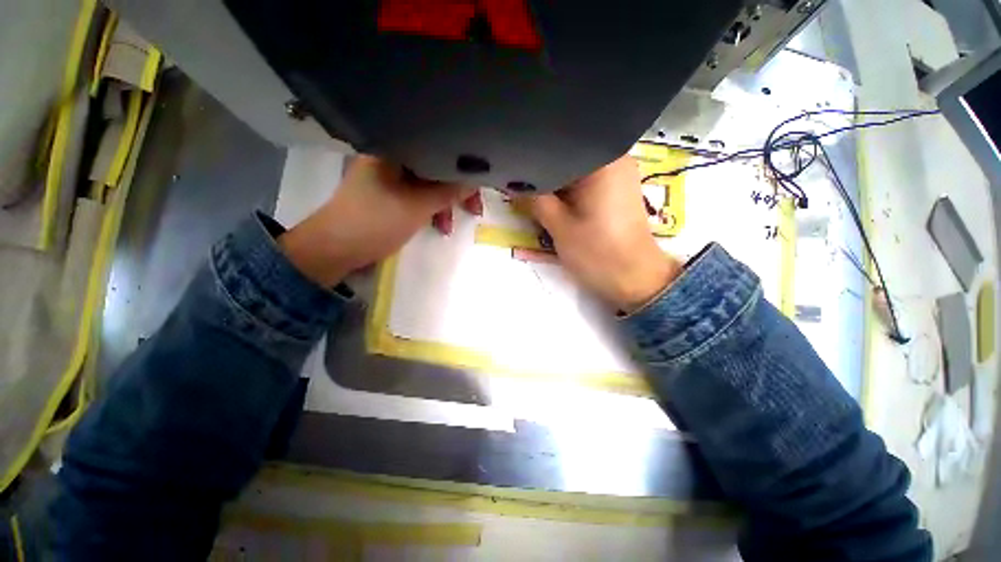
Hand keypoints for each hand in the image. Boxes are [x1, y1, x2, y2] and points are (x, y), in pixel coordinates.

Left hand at [279, 155, 465, 285]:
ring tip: (449, 227)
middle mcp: (392, 157)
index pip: (438, 151)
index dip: (461, 170)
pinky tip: (438, 225)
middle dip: (455, 192)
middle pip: (435, 169)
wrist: (335, 248)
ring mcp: (389, 177)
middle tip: (473, 210)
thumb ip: (448, 192)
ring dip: (443, 205)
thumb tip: (475, 180)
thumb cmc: (375, 222)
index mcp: (394, 149)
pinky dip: (429, 209)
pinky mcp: (389, 194)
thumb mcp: (417, 207)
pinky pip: (417, 196)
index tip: (478, 188)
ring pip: (428, 185)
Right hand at [520, 156, 682, 311]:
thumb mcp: (558, 226)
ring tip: (536, 195)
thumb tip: (513, 183)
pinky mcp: (618, 191)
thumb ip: (534, 200)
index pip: (559, 148)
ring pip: (576, 171)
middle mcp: (615, 159)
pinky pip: (587, 182)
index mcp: (602, 160)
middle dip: (545, 173)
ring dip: (557, 184)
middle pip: (568, 157)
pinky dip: (570, 191)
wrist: (635, 279)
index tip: (514, 171)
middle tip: (521, 185)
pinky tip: (558, 203)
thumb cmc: (597, 252)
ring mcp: (619, 175)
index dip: (534, 159)